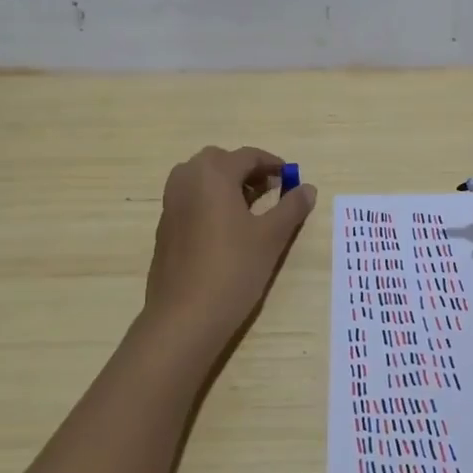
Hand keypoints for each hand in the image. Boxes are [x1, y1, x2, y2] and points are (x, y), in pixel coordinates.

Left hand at [139, 145, 315, 360]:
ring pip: (202, 179)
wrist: (184, 317)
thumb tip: (307, 188)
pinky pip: (191, 200)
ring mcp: (170, 204)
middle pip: (220, 161)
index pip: (248, 156)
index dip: (273, 164)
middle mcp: (186, 179)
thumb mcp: (272, 237)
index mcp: (213, 173)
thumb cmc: (233, 269)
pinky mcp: (164, 227)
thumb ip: (291, 207)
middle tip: (270, 190)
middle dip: (247, 170)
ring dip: (226, 184)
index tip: (291, 177)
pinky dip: (210, 202)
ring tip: (251, 209)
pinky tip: (227, 230)